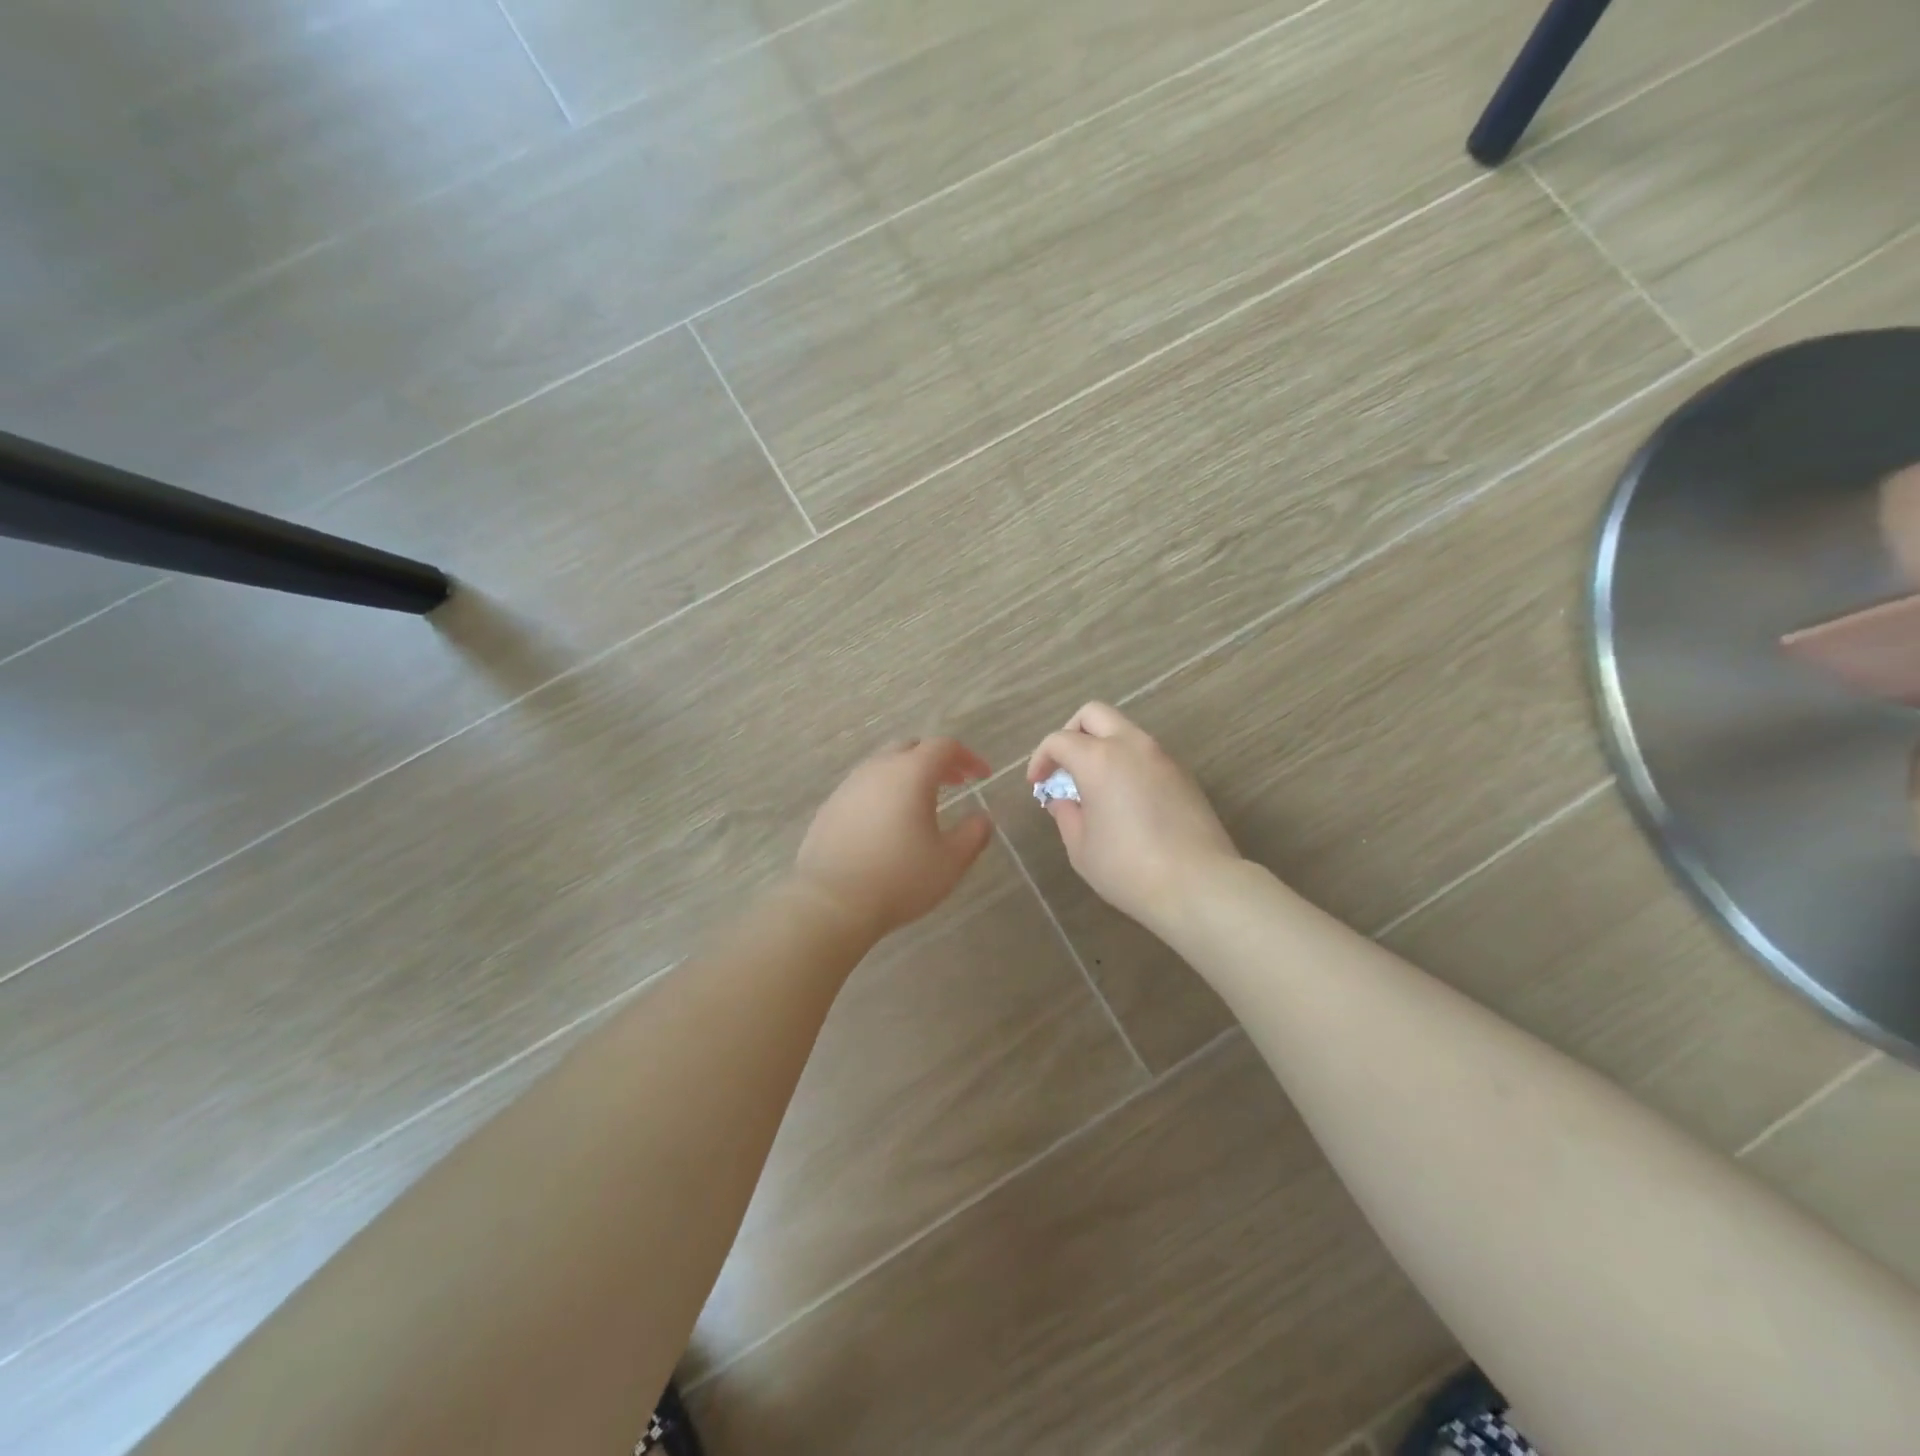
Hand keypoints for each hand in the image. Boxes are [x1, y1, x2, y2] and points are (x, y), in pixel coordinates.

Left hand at [791, 737, 994, 939]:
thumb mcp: (950, 862)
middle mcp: (877, 769)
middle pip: (911, 748)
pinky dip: (883, 793)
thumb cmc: (899, 878)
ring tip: (921, 804)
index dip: (968, 757)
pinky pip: (863, 788)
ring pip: (883, 766)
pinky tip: (887, 823)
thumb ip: (973, 834)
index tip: (982, 777)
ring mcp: (848, 786)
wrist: (831, 902)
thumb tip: (982, 818)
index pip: (944, 747)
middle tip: (954, 783)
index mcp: (911, 773)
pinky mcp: (829, 807)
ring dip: (907, 775)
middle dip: (937, 760)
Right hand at [1026, 703, 1239, 933]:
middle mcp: (1132, 746)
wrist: (1198, 885)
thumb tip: (1064, 800)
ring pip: (1125, 731)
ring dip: (1103, 747)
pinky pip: (1147, 755)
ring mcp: (1163, 758)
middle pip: (1094, 714)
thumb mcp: (1081, 848)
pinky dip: (1128, 764)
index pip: (1059, 740)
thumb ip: (1066, 815)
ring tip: (1094, 787)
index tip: (1037, 784)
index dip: (1041, 758)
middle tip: (1064, 766)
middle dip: (1071, 732)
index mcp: (1099, 759)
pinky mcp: (1184, 776)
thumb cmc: (1127, 868)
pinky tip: (1125, 801)